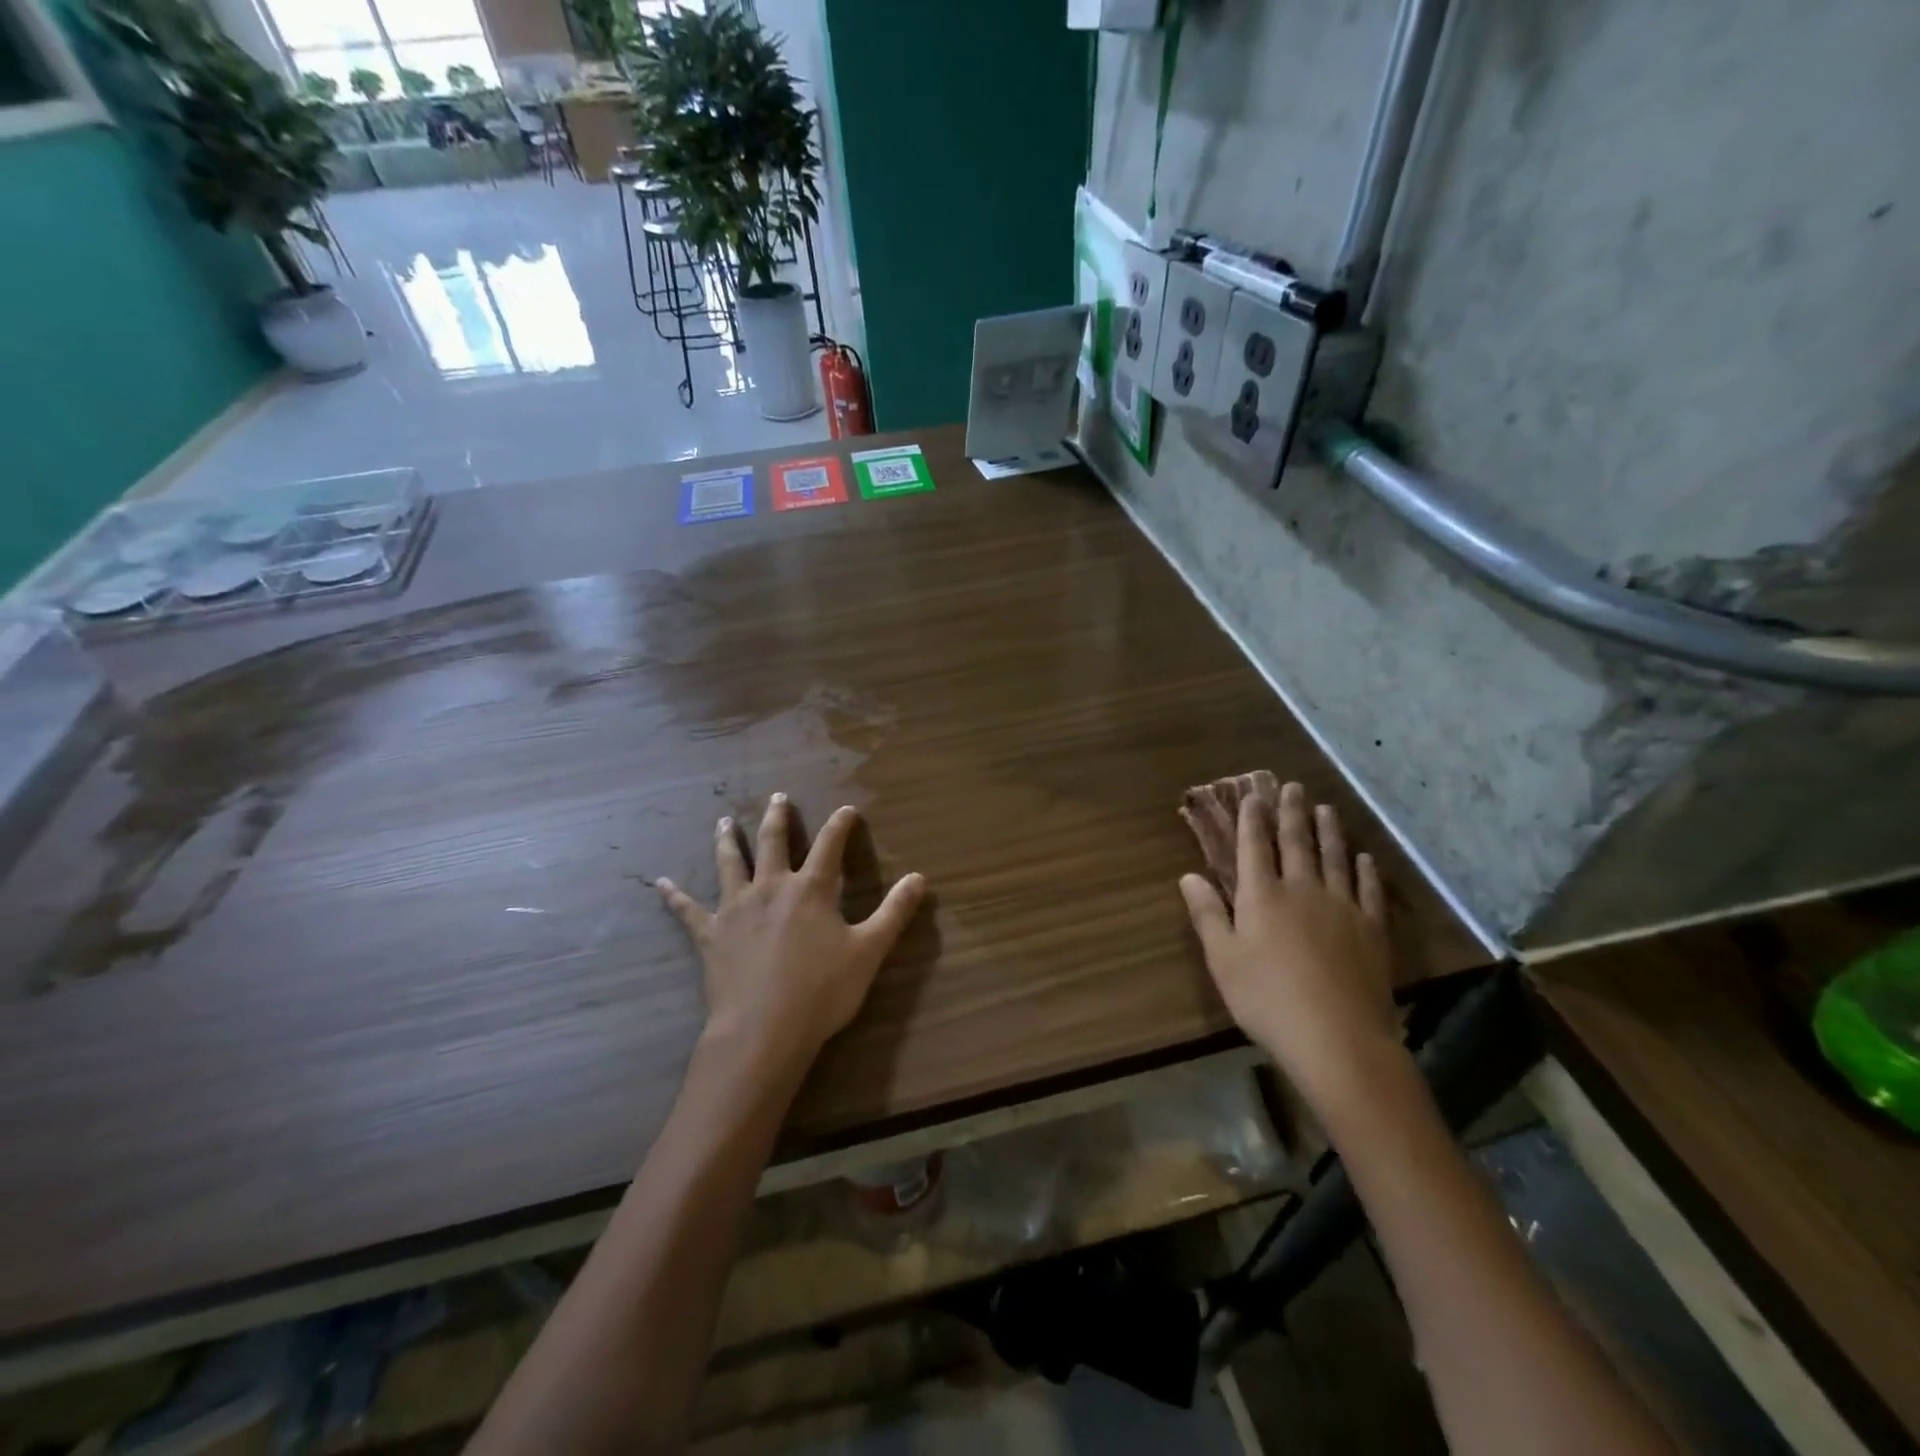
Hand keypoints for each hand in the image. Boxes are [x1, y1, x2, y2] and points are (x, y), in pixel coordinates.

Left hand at [656, 794, 926, 1073]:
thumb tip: (919, 877)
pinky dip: (674, 896)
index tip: (847, 809)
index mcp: (811, 889)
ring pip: (730, 864)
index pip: (830, 845)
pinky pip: (688, 910)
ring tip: (724, 820)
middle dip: (779, 818)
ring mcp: (736, 908)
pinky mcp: (710, 935)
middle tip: (778, 797)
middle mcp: (771, 887)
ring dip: (728, 840)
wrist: (763, 1030)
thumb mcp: (869, 951)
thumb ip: (894, 912)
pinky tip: (660, 882)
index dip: (840, 825)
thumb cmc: (822, 991)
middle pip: (774, 843)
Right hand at [1179, 780, 1399, 1114]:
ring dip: (1329, 830)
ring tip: (1326, 808)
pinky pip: (1368, 889)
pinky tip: (1363, 857)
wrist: (1337, 1037)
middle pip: (1296, 843)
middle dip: (1291, 813)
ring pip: (1334, 857)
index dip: (1252, 819)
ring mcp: (1342, 907)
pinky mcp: (1372, 929)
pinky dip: (1364, 869)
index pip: (1254, 846)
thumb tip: (1189, 876)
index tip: (1254, 795)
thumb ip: (1207, 914)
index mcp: (1262, 896)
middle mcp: (1302, 890)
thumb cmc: (1266, 999)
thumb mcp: (1223, 959)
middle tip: (1293, 787)